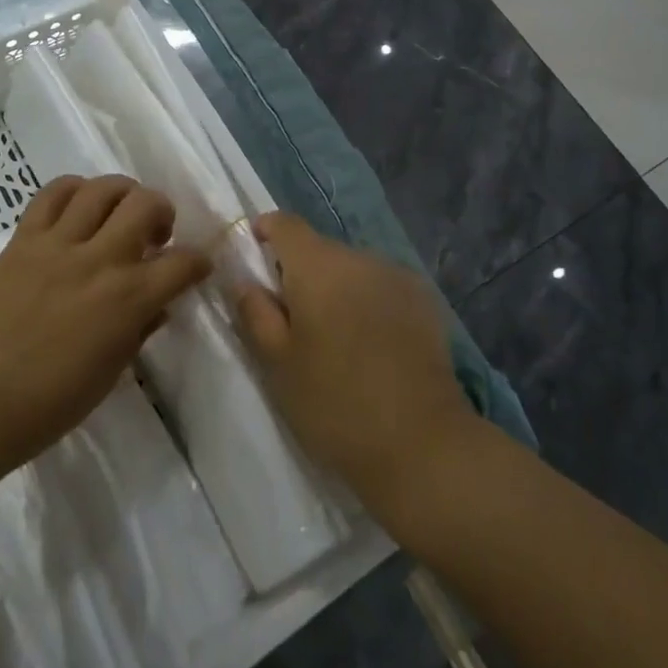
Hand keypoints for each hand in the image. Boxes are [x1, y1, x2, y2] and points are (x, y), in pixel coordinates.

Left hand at [0, 175, 210, 477]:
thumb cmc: (50, 403)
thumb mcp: (110, 373)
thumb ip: (139, 330)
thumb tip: (157, 305)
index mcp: (127, 300)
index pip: (182, 263)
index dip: (198, 261)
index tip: (196, 266)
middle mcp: (99, 260)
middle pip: (146, 203)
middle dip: (163, 211)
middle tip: (155, 233)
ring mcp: (58, 244)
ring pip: (102, 188)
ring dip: (123, 193)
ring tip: (119, 212)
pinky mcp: (23, 239)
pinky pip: (51, 193)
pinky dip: (74, 189)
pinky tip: (79, 206)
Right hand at [234, 213, 475, 514]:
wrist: (422, 444)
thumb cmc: (335, 404)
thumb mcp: (277, 363)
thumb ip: (254, 311)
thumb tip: (243, 277)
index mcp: (319, 265)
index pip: (285, 223)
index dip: (264, 232)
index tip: (253, 259)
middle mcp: (360, 257)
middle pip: (319, 248)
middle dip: (299, 272)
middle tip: (290, 321)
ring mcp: (397, 276)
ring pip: (352, 268)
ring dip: (336, 288)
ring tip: (334, 339)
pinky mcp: (424, 300)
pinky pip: (381, 286)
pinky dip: (367, 301)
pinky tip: (370, 345)